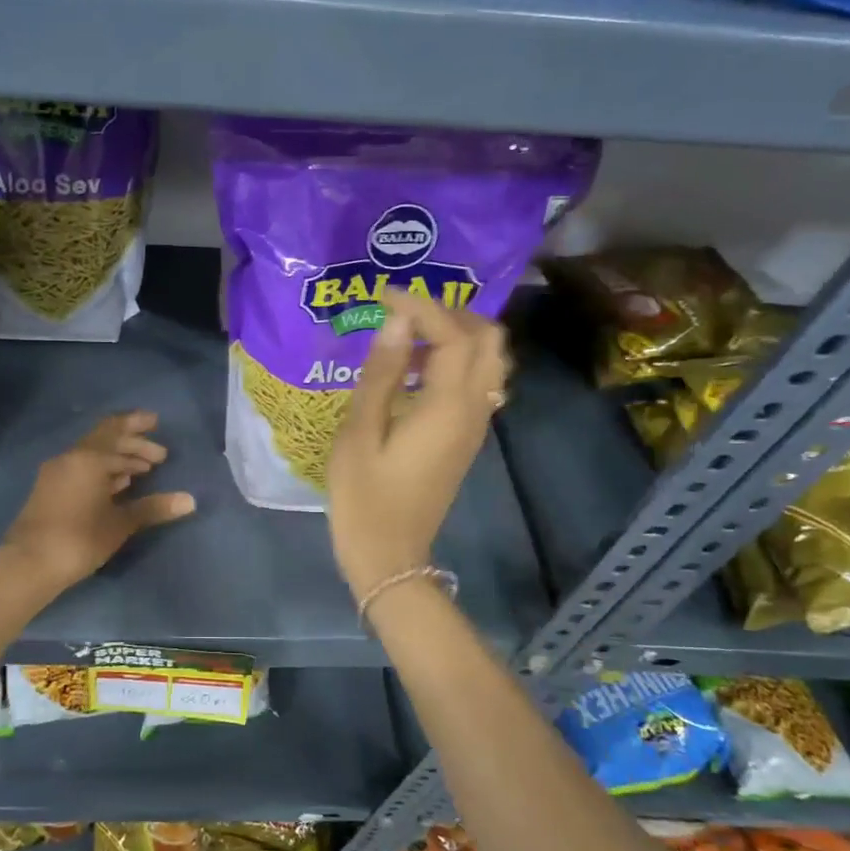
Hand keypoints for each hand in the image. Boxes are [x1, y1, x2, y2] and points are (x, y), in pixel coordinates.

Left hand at [1, 411, 196, 590]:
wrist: (28, 564)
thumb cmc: (79, 538)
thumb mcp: (120, 523)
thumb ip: (153, 508)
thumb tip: (190, 500)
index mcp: (88, 458)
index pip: (116, 428)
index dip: (137, 424)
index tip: (156, 423)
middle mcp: (70, 458)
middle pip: (105, 440)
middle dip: (133, 446)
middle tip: (160, 457)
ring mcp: (56, 473)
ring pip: (92, 456)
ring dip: (118, 460)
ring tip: (143, 472)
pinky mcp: (49, 490)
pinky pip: (81, 469)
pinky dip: (102, 471)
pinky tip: (116, 487)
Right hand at [327, 288, 509, 601]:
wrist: (390, 556)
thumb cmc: (365, 497)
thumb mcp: (361, 432)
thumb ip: (381, 374)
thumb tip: (395, 321)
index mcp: (447, 406)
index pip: (451, 334)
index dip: (420, 305)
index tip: (382, 294)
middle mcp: (473, 409)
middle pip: (488, 339)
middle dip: (451, 312)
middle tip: (404, 311)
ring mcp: (475, 425)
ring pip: (489, 360)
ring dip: (457, 335)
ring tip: (408, 336)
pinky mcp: (465, 438)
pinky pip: (477, 382)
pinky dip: (455, 361)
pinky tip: (414, 371)